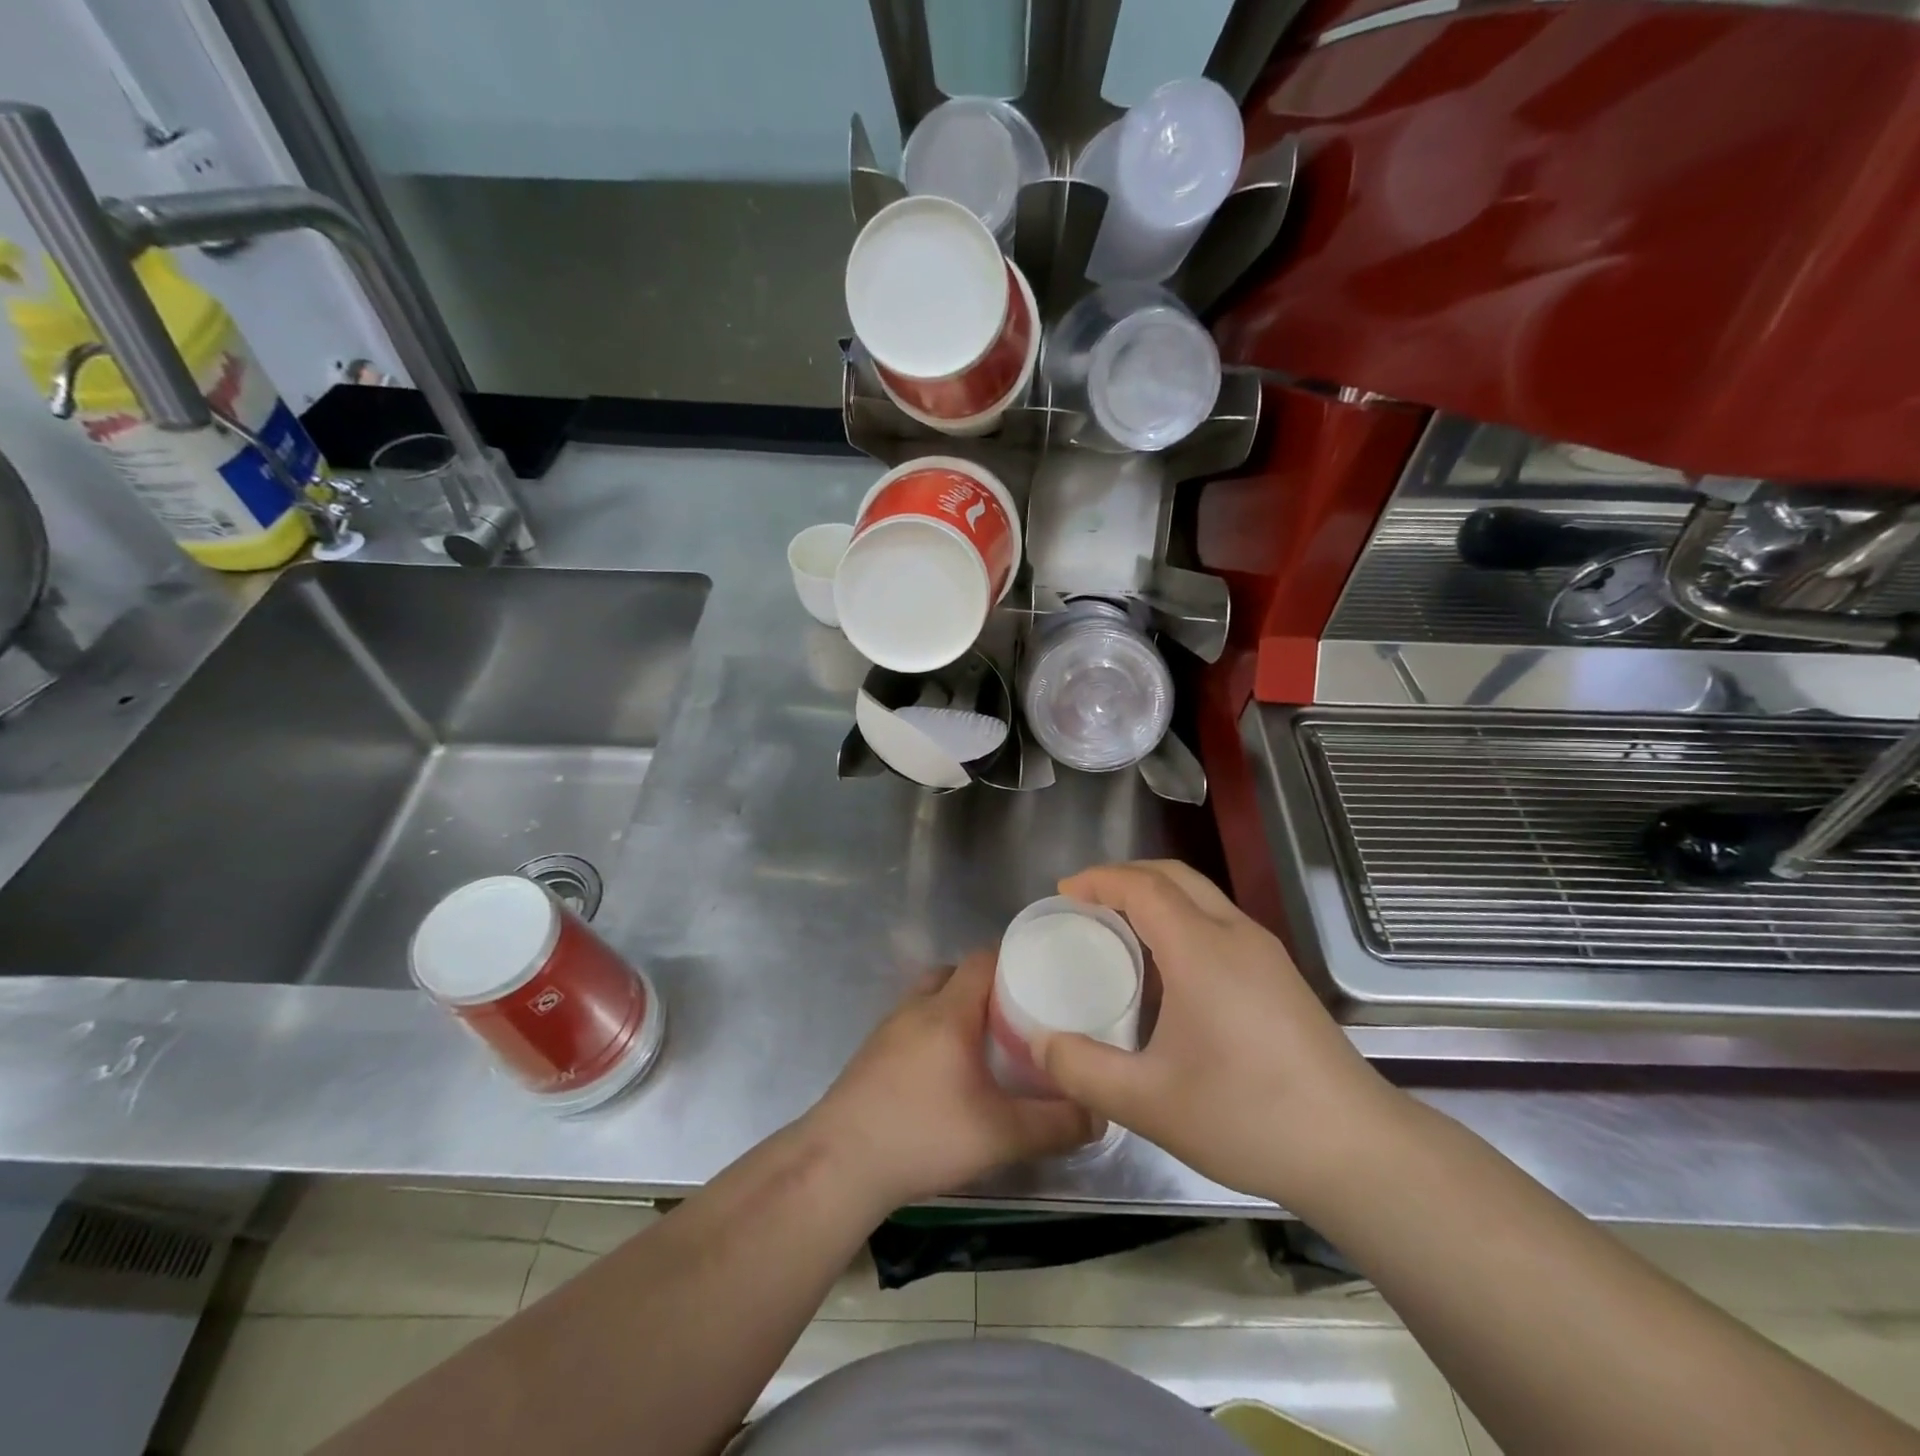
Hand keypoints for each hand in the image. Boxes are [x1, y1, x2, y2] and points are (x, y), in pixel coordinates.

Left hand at [806, 951, 1093, 1214]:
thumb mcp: (1000, 1135)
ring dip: (957, 1008)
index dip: (1014, 959)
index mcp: (948, 1011)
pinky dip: (934, 1031)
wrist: (839, 1164)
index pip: (983, 959)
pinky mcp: (872, 1053)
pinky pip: (912, 1023)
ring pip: (930, 997)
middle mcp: (916, 1007)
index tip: (1044, 977)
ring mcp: (888, 1028)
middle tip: (1020, 1015)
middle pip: (955, 974)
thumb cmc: (922, 1135)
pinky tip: (947, 1072)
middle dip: (988, 986)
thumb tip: (1098, 1113)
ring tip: (987, 1043)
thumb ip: (1054, 1124)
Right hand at [1037, 860, 1401, 1206]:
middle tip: (1086, 902)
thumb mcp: (1148, 1102)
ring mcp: (1265, 953)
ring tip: (1119, 928)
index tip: (1064, 892)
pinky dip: (1181, 918)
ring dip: (1155, 895)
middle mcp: (1235, 935)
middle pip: (1174, 876)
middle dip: (1125, 876)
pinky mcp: (1281, 975)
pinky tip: (1168, 967)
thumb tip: (1038, 1041)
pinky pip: (1219, 921)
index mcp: (1201, 949)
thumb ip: (1082, 1069)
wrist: (1357, 1150)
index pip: (1143, 886)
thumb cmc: (1247, 1116)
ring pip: (1201, 896)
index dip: (1099, 879)